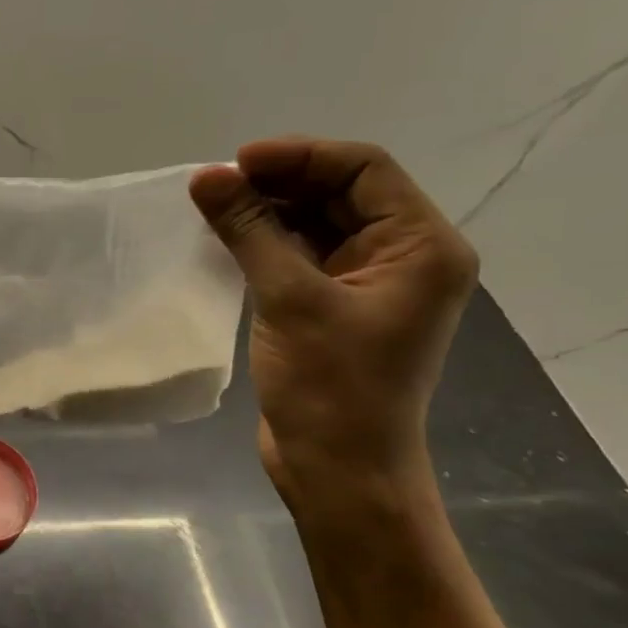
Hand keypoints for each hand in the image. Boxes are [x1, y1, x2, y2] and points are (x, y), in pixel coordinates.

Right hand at [190, 139, 476, 500]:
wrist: (339, 471)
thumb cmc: (330, 387)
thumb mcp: (289, 299)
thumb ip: (250, 230)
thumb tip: (206, 177)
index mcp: (421, 246)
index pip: (363, 169)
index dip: (298, 156)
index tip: (235, 163)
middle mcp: (404, 257)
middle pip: (342, 193)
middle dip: (279, 183)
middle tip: (215, 186)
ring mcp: (369, 285)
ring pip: (318, 224)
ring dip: (269, 212)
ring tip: (215, 209)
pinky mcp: (337, 309)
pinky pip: (304, 257)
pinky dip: (268, 244)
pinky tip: (228, 241)